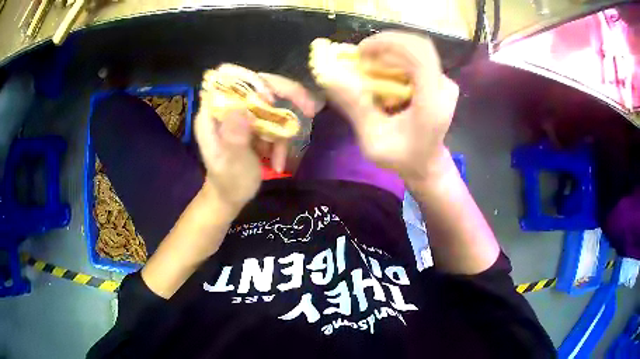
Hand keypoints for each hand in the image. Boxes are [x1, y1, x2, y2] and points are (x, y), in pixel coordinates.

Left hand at [195, 64, 321, 211]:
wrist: (230, 197)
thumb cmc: (228, 184)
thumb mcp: (231, 165)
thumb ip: (234, 138)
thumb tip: (241, 109)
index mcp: (212, 113)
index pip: (231, 80)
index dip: (255, 83)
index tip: (274, 99)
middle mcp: (227, 108)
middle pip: (258, 85)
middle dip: (285, 97)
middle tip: (309, 109)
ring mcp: (242, 115)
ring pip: (272, 103)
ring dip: (283, 129)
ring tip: (280, 159)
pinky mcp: (253, 123)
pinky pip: (275, 121)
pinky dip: (280, 141)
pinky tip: (277, 162)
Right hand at [324, 31, 459, 183]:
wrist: (426, 164)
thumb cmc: (401, 157)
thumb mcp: (373, 140)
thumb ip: (356, 108)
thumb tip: (330, 76)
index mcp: (432, 104)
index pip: (419, 56)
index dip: (389, 43)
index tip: (361, 51)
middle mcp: (444, 88)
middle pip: (419, 46)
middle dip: (386, 43)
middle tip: (362, 55)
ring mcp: (444, 83)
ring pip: (417, 49)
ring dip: (390, 49)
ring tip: (369, 62)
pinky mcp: (439, 80)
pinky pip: (418, 57)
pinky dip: (396, 56)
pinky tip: (382, 67)